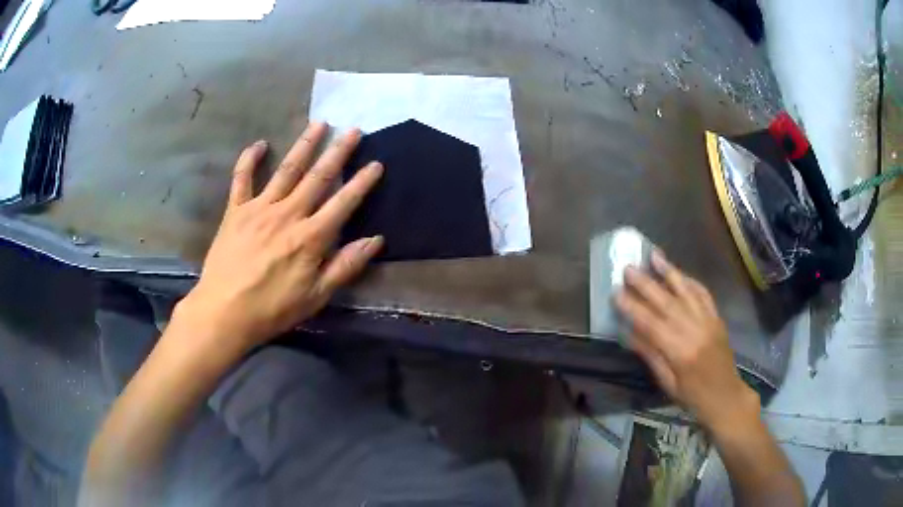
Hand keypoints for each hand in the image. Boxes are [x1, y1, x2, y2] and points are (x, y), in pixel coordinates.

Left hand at [176, 122, 383, 350]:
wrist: (224, 312)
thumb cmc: (272, 309)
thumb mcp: (316, 297)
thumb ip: (345, 266)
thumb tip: (375, 241)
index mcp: (310, 238)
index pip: (343, 203)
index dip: (362, 182)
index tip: (376, 163)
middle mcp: (287, 214)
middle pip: (317, 177)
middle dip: (338, 152)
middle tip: (353, 130)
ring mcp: (259, 209)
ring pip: (286, 170)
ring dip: (304, 145)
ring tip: (319, 124)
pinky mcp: (235, 211)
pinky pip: (242, 179)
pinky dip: (249, 159)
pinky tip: (259, 144)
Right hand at [615, 251, 758, 430]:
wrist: (725, 396)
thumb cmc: (692, 396)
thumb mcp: (667, 382)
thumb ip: (650, 354)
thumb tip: (628, 331)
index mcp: (680, 351)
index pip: (651, 324)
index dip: (632, 307)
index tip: (616, 293)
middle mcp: (695, 330)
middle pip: (667, 302)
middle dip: (646, 284)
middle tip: (628, 268)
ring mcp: (708, 320)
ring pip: (686, 291)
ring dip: (669, 272)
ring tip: (653, 255)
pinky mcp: (716, 317)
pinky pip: (703, 294)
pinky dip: (690, 281)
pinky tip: (679, 272)